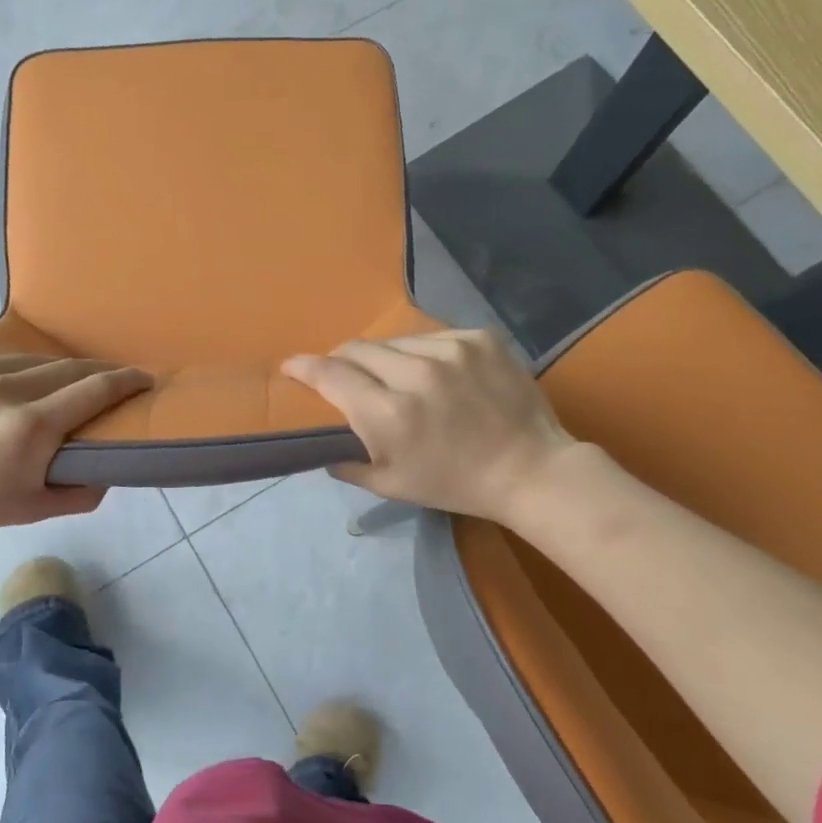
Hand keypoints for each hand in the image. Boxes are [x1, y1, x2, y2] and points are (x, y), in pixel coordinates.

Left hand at [0, 352, 151, 538]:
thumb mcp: (29, 510)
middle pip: (67, 368)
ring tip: (50, 387)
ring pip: (27, 361)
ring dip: (47, 373)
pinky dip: (3, 372)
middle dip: (95, 373)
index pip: (94, 391)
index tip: (144, 376)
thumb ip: (81, 492)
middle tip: (108, 379)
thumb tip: (111, 469)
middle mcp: (2, 389)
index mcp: (29, 428)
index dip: (126, 381)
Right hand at [282, 329, 574, 523]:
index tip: (290, 366)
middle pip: (357, 349)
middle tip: (346, 377)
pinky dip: (423, 353)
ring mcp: (452, 350)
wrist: (531, 469)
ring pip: (394, 341)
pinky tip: (436, 373)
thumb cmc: (456, 484)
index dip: (303, 367)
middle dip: (342, 361)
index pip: (330, 374)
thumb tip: (321, 446)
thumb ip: (348, 464)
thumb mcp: (392, 486)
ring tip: (396, 378)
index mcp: (390, 414)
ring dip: (384, 357)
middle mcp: (416, 373)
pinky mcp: (479, 338)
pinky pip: (432, 336)